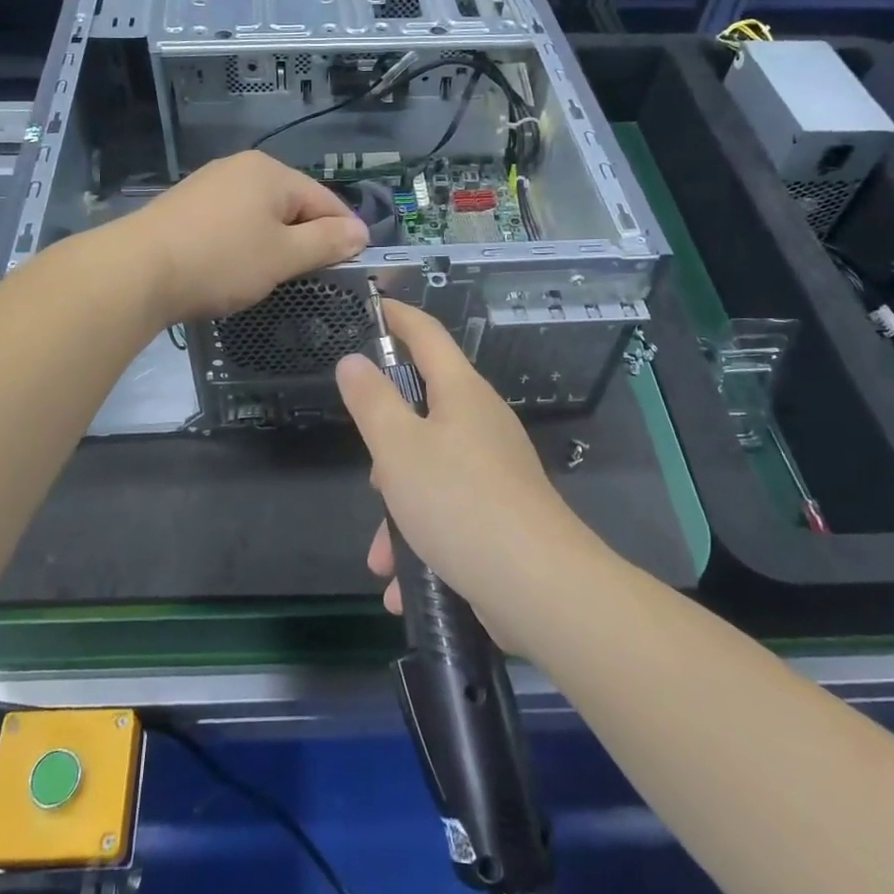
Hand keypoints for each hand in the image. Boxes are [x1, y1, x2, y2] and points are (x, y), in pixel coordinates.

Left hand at [119, 151, 368, 322]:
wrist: (136, 271)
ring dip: (274, 243)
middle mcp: (241, 168)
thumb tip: (360, 232)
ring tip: (271, 276)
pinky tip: (234, 268)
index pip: (325, 200)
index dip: (344, 233)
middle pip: (292, 204)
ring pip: (260, 214)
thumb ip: (326, 243)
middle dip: (306, 239)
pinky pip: (232, 221)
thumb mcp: (283, 256)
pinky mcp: (186, 206)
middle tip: (309, 277)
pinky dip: (243, 243)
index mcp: (271, 172)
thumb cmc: (221, 261)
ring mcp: (209, 184)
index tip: (353, 266)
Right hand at [335, 299, 595, 638]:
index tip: (374, 306)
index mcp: (461, 393)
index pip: (427, 335)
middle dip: (389, 449)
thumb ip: (371, 402)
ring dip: (400, 512)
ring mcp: (495, 469)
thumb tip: (353, 360)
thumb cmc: (459, 503)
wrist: (540, 587)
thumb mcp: (398, 449)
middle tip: (373, 480)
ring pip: (431, 472)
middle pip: (424, 413)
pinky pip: (450, 512)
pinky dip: (423, 541)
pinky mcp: (502, 513)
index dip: (399, 317)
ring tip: (382, 558)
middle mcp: (482, 422)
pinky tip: (401, 586)